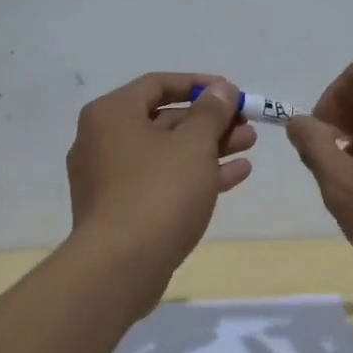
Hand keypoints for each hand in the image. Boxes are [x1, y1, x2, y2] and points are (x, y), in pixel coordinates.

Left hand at [65, 74, 254, 303]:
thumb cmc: (158, 192)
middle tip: (246, 123)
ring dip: (209, 147)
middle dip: (209, 121)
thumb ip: (211, 111)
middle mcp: (103, 140)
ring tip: (249, 145)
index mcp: (111, 114)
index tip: (231, 92)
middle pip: (164, 119)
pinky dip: (195, 175)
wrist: (120, 268)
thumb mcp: (194, 144)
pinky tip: (235, 175)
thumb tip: (221, 88)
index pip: (158, 83)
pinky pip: (162, 181)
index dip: (198, 84)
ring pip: (167, 153)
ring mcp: (110, 178)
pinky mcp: (121, 210)